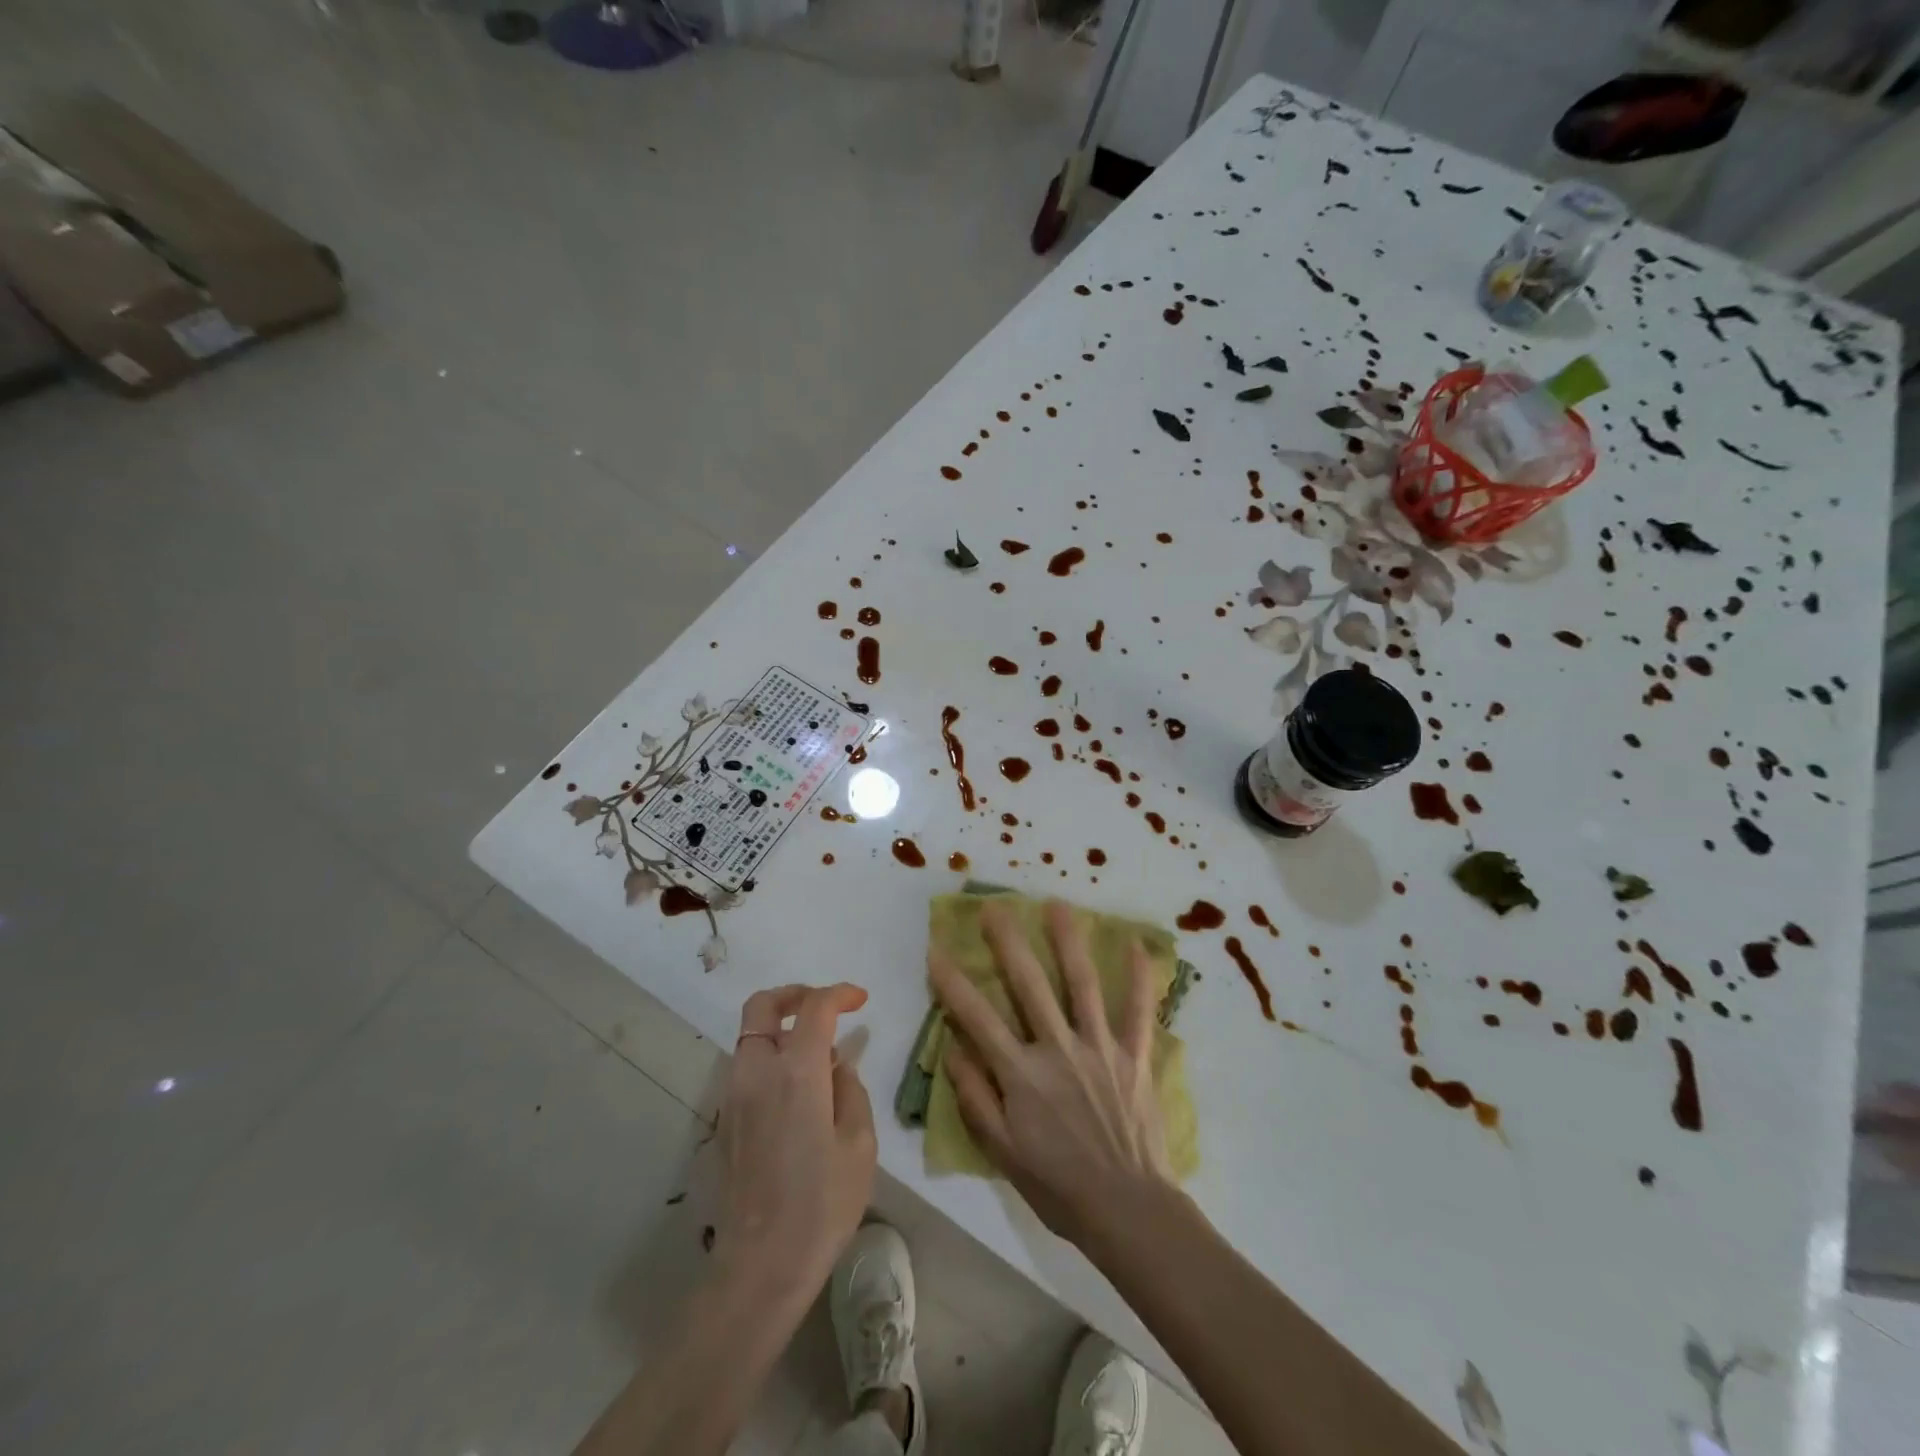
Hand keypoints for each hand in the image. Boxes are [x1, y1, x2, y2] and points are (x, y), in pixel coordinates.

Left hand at [714, 983, 875, 1306]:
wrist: (761, 1266)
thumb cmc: (821, 1206)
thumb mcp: (859, 1144)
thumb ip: (850, 1090)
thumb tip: (837, 1065)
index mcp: (796, 1073)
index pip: (815, 1008)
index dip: (839, 994)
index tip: (860, 1000)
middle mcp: (757, 1072)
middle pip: (762, 1005)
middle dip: (795, 994)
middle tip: (825, 1007)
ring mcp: (734, 1095)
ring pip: (750, 1034)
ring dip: (781, 1026)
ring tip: (817, 1053)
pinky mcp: (725, 1119)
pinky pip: (746, 1065)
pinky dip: (771, 1055)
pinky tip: (798, 1089)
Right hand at [930, 900, 1173, 1248]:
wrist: (1127, 1210)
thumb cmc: (1058, 1185)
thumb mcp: (1002, 1152)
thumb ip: (975, 1098)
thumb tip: (952, 1050)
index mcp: (1021, 1074)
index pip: (978, 1018)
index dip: (953, 984)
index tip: (935, 950)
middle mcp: (1057, 1049)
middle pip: (1028, 986)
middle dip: (1008, 943)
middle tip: (995, 908)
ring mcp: (1099, 1047)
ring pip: (1081, 984)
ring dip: (1068, 942)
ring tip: (1057, 906)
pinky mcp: (1133, 1056)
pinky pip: (1138, 1011)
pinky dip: (1140, 978)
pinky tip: (1138, 945)